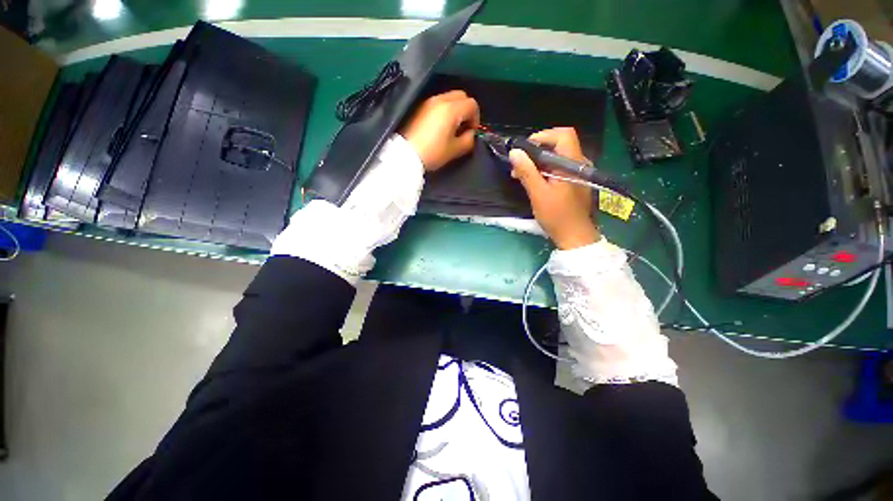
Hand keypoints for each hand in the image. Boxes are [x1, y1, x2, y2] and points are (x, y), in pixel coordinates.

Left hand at [400, 90, 479, 170]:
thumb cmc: (433, 153)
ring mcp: (428, 102)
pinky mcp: (420, 107)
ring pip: (449, 97)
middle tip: (463, 127)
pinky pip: (438, 103)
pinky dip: (445, 110)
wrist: (406, 154)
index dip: (476, 118)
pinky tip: (440, 127)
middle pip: (461, 96)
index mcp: (451, 109)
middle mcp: (440, 100)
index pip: (472, 104)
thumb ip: (469, 140)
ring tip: (452, 128)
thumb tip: (471, 133)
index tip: (471, 132)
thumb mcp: (455, 150)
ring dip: (456, 109)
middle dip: (467, 110)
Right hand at [509, 128, 600, 249]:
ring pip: (558, 157)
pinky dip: (545, 170)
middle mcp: (579, 164)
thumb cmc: (557, 216)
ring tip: (522, 174)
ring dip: (538, 162)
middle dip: (536, 151)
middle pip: (559, 144)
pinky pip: (559, 168)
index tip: (525, 149)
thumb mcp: (538, 194)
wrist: (575, 236)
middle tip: (519, 164)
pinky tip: (534, 181)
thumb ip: (527, 172)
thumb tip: (515, 153)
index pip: (563, 135)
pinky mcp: (575, 182)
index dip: (543, 136)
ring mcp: (579, 173)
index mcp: (573, 164)